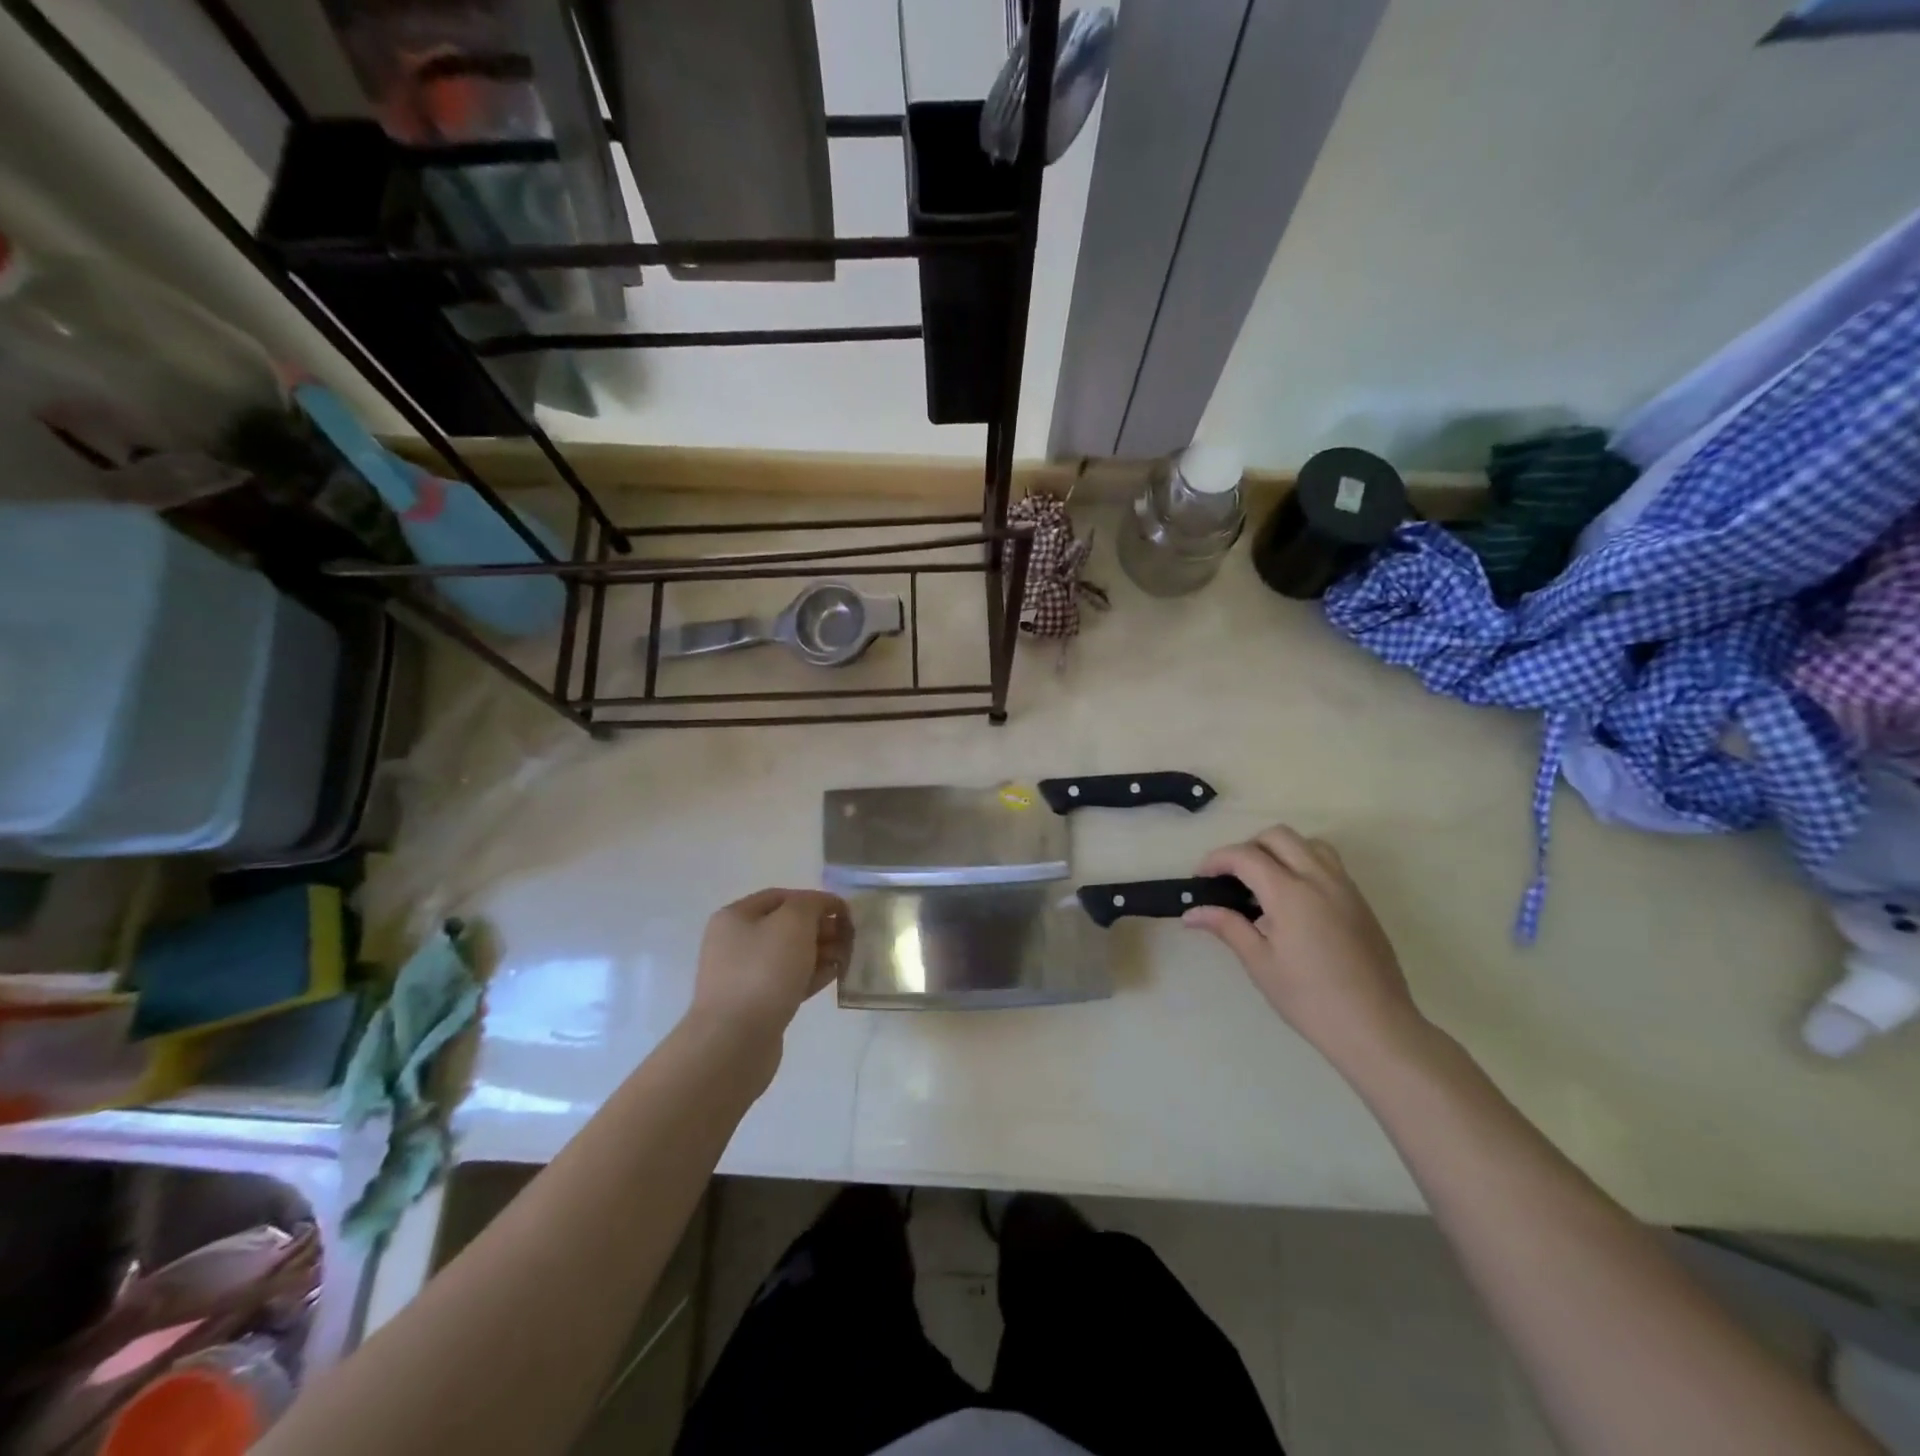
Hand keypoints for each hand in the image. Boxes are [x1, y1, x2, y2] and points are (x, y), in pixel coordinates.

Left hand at [689, 889, 851, 1046]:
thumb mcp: (793, 922)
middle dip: (820, 928)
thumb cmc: (763, 971)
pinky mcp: (755, 1005)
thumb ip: (812, 904)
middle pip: (786, 926)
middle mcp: (735, 943)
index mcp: (735, 917)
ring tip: (846, 958)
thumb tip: (822, 907)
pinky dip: (811, 975)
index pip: (782, 897)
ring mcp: (743, 976)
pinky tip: (834, 976)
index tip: (845, 912)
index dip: (816, 900)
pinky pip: (788, 982)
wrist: (735, 1042)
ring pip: (789, 955)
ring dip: (820, 952)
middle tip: (849, 937)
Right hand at [1184, 826, 1428, 1070]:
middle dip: (1247, 847)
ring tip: (1264, 883)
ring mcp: (1345, 888)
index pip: (1245, 855)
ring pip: (1308, 844)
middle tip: (1230, 879)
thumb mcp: (1260, 963)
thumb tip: (1191, 912)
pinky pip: (1328, 864)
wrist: (1377, 1028)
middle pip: (1278, 836)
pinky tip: (1294, 902)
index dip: (1216, 860)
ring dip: (1280, 850)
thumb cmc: (1310, 999)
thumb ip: (1227, 927)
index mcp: (1290, 893)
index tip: (1200, 878)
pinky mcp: (1361, 902)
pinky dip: (1303, 865)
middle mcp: (1319, 879)